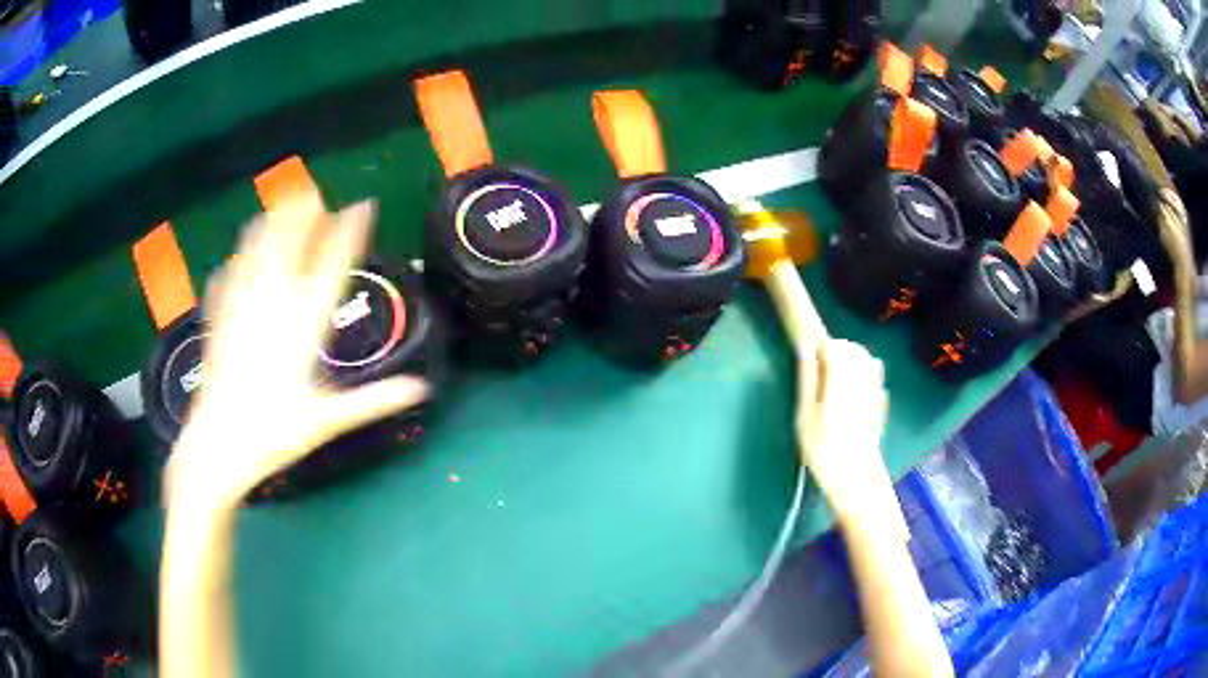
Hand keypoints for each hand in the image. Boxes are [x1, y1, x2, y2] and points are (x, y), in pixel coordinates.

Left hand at [167, 200, 427, 510]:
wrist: (217, 445)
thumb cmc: (273, 434)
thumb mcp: (327, 420)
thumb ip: (374, 400)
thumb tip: (422, 389)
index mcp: (302, 326)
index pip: (331, 266)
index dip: (349, 232)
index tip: (363, 205)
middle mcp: (271, 306)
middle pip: (287, 245)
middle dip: (301, 214)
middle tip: (313, 193)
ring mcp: (240, 308)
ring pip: (254, 252)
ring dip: (268, 226)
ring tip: (278, 207)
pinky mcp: (217, 319)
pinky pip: (226, 278)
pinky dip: (234, 262)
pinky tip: (233, 258)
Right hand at [795, 339, 888, 511]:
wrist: (852, 479)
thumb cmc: (821, 449)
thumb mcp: (804, 415)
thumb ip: (807, 378)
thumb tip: (804, 345)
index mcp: (841, 378)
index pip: (835, 345)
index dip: (821, 348)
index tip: (811, 361)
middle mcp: (862, 379)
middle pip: (853, 349)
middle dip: (838, 351)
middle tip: (822, 370)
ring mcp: (875, 392)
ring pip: (868, 360)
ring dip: (854, 361)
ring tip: (839, 377)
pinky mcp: (881, 405)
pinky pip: (877, 378)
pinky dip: (866, 376)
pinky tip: (856, 391)